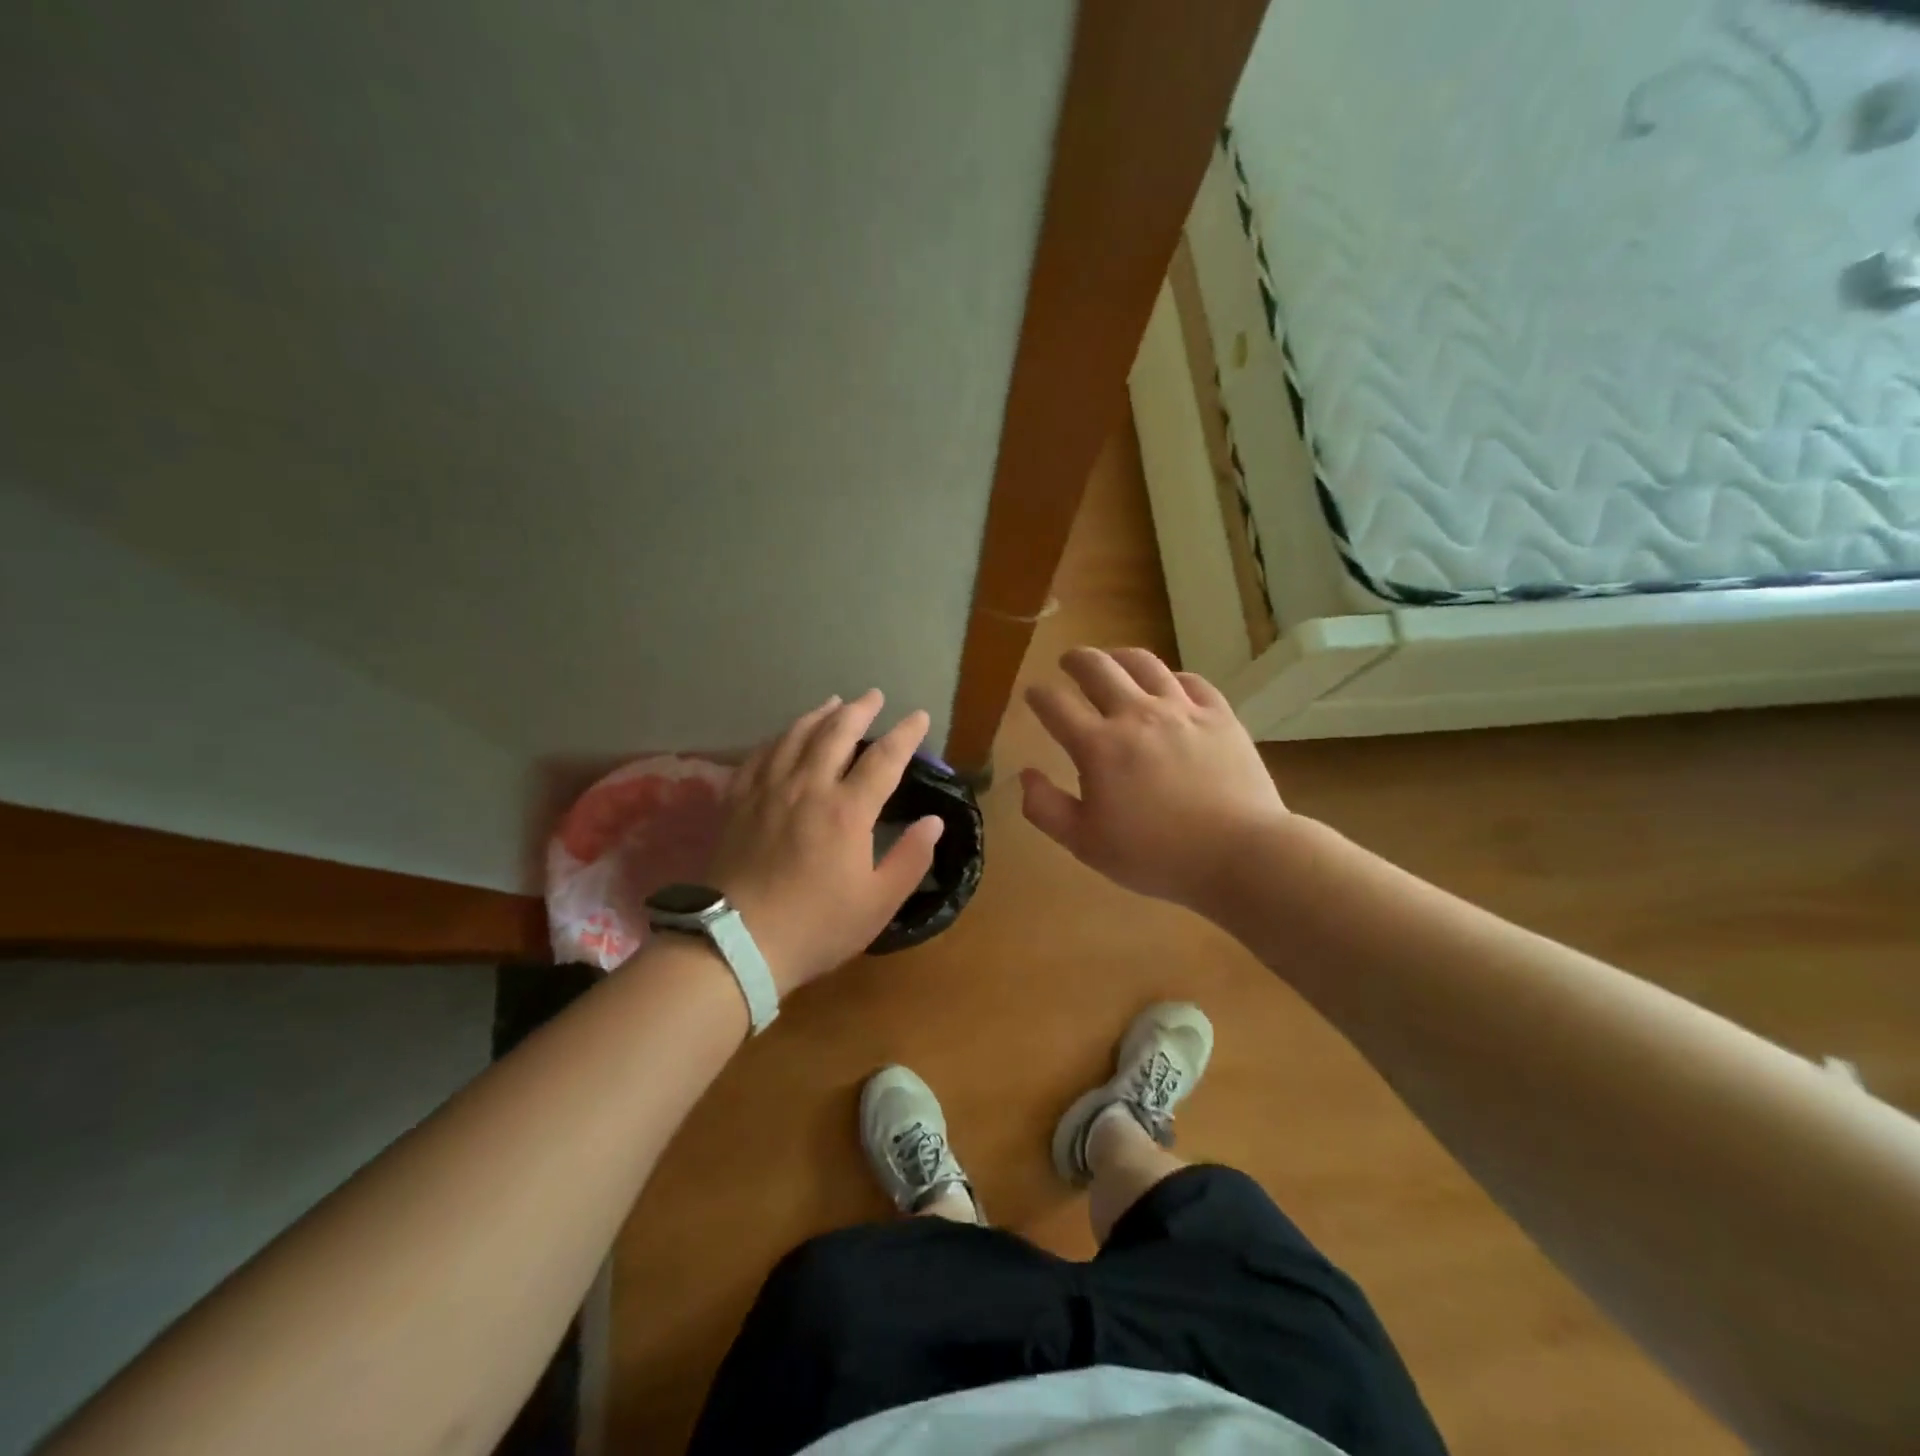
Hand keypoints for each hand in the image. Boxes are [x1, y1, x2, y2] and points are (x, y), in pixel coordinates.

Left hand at [708, 690, 942, 993]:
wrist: (737, 943)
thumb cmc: (816, 926)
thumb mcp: (878, 903)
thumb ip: (910, 859)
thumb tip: (934, 822)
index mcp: (847, 810)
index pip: (884, 758)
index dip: (906, 734)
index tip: (919, 716)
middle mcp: (808, 787)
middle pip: (836, 733)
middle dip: (860, 710)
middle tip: (874, 696)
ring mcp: (768, 790)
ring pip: (795, 736)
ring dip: (819, 714)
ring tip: (833, 702)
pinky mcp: (738, 802)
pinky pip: (759, 755)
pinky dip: (778, 738)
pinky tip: (784, 736)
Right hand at [1020, 647, 1289, 910]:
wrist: (1240, 854)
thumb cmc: (1156, 856)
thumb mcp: (1086, 844)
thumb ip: (1046, 808)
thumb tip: (1026, 774)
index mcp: (1099, 745)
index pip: (1056, 705)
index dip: (1039, 695)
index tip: (1034, 694)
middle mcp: (1136, 715)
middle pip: (1097, 668)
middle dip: (1075, 660)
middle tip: (1068, 663)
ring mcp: (1182, 710)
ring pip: (1144, 663)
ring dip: (1119, 657)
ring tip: (1113, 661)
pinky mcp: (1219, 715)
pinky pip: (1190, 680)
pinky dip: (1170, 677)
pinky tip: (1167, 685)